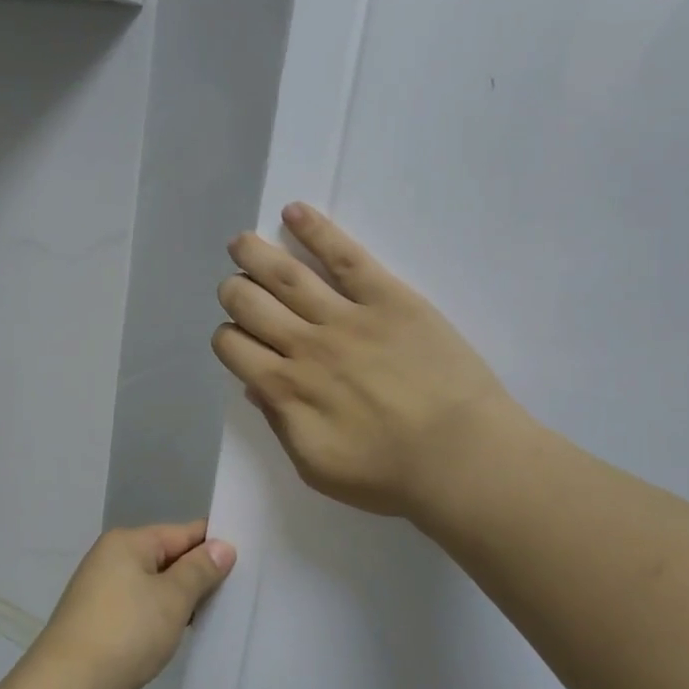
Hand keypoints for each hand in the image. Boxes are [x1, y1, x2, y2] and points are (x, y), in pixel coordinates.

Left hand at [25, 523, 236, 688]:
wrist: (67, 685)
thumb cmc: (125, 632)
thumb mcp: (172, 598)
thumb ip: (200, 570)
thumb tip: (222, 546)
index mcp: (127, 542)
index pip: (182, 532)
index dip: (214, 543)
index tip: (248, 558)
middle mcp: (110, 557)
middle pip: (166, 556)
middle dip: (198, 573)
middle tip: (237, 591)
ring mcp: (99, 588)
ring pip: (152, 583)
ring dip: (179, 597)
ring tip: (214, 613)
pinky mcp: (96, 617)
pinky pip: (139, 604)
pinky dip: (159, 613)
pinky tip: (177, 630)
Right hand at [212, 203, 523, 522]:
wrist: (462, 459)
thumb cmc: (388, 475)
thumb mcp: (316, 466)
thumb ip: (280, 423)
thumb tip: (256, 387)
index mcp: (284, 389)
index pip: (232, 345)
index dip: (226, 337)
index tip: (239, 340)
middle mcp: (305, 345)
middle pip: (248, 302)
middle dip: (233, 292)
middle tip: (238, 290)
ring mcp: (346, 316)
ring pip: (284, 273)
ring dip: (254, 253)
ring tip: (242, 242)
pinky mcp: (387, 297)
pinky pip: (344, 255)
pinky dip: (315, 230)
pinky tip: (294, 212)